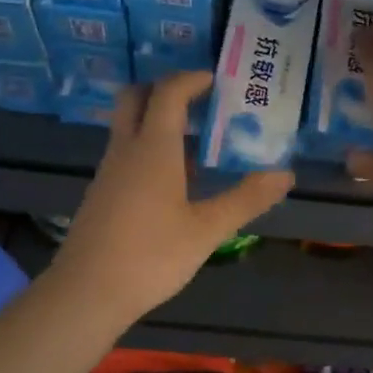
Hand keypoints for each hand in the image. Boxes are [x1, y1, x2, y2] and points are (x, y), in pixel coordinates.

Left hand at [51, 71, 292, 320]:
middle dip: (164, 89)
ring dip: (157, 122)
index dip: (191, 80)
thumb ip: (246, 199)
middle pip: (135, 98)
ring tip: (197, 144)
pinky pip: (126, 154)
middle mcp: (126, 150)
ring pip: (128, 128)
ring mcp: (109, 172)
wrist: (87, 292)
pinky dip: (148, 149)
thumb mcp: (207, 229)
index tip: (216, 80)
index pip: (169, 94)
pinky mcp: (101, 194)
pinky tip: (174, 182)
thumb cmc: (151, 255)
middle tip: (198, 101)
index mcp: (153, 148)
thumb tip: (285, 175)